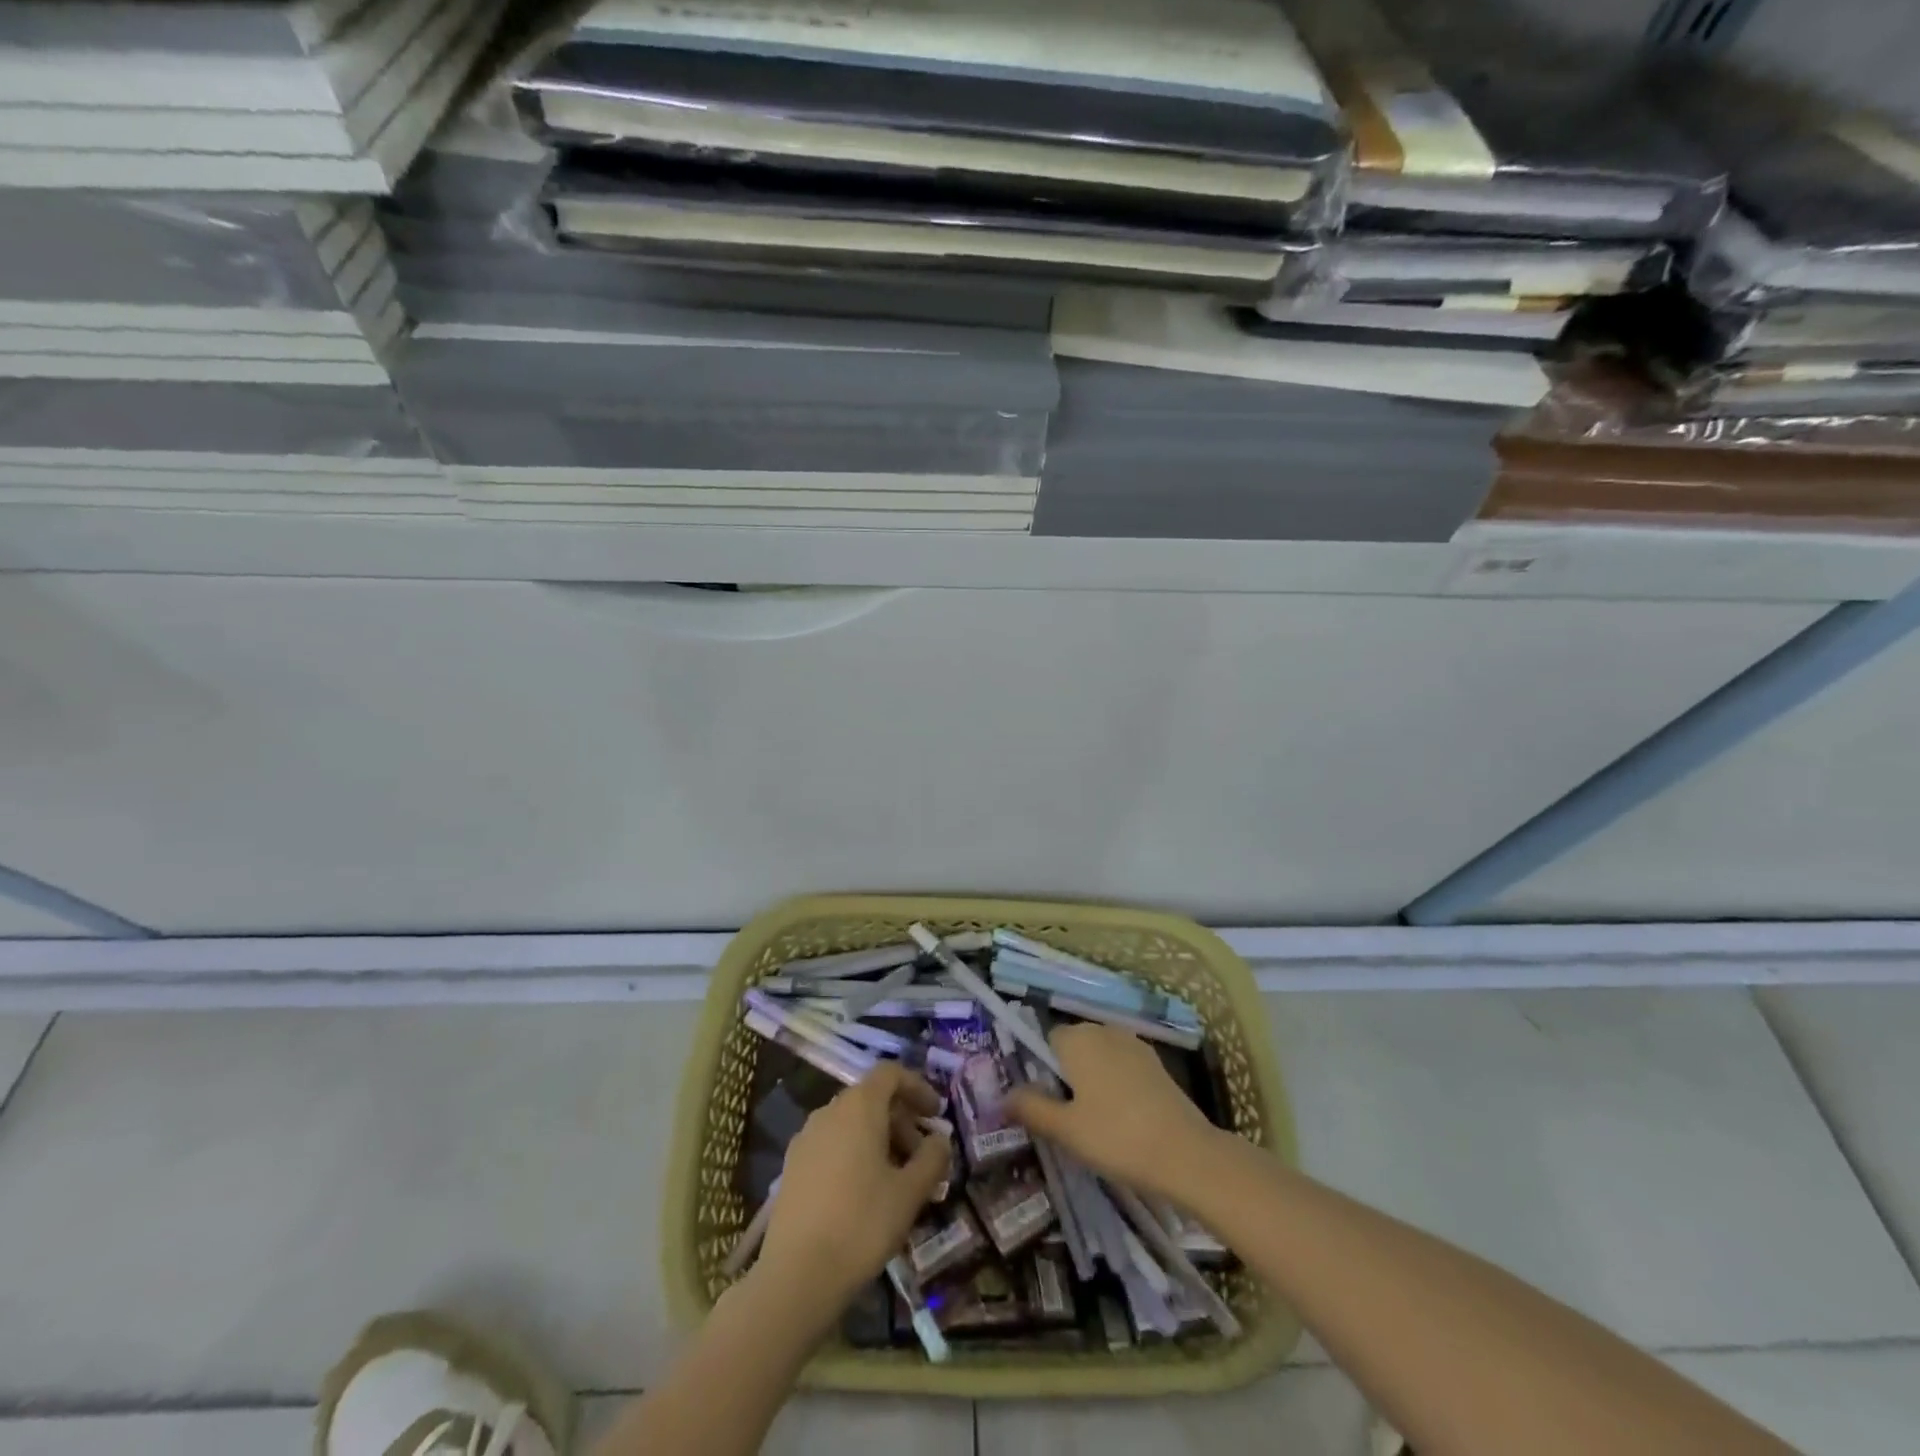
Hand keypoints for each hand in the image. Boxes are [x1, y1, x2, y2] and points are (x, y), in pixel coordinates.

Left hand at [757, 1063, 951, 1309]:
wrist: (796, 1275)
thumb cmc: (862, 1224)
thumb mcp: (910, 1193)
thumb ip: (932, 1158)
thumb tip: (940, 1139)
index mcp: (859, 1107)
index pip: (890, 1073)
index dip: (917, 1086)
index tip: (935, 1113)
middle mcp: (829, 1111)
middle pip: (871, 1098)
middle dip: (901, 1120)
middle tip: (922, 1156)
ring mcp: (806, 1138)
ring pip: (851, 1123)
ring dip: (879, 1138)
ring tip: (897, 1178)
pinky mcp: (792, 1166)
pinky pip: (832, 1143)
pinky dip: (855, 1153)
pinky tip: (865, 1192)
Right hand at [1006, 1023, 1221, 1199]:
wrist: (1186, 1153)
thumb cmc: (1116, 1137)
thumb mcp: (1065, 1129)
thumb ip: (1031, 1108)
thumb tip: (1003, 1096)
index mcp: (1078, 1039)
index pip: (1047, 1041)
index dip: (1043, 1070)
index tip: (1048, 1104)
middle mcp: (1104, 1031)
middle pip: (1074, 1046)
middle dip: (1068, 1075)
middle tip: (1069, 1119)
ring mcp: (1134, 1045)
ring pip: (1101, 1057)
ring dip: (1094, 1080)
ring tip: (1096, 1123)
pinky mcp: (1157, 1064)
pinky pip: (1123, 1067)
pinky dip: (1118, 1086)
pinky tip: (1124, 1120)